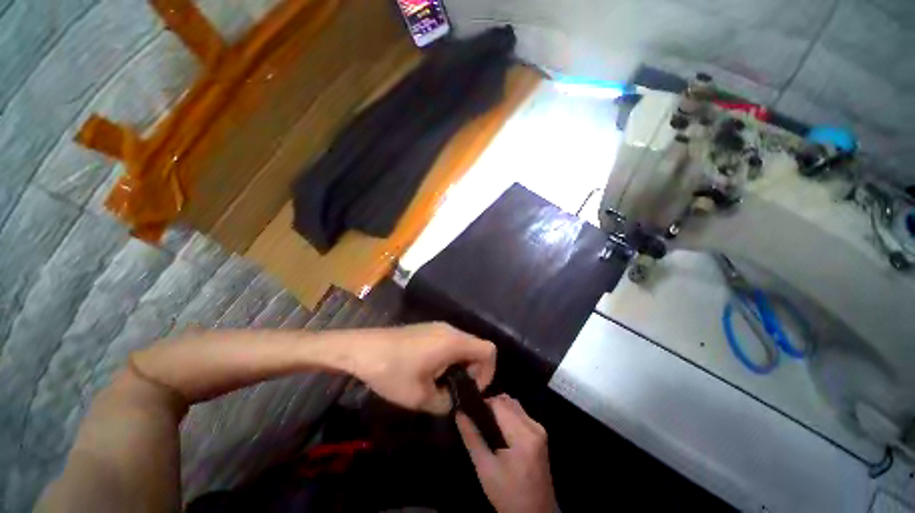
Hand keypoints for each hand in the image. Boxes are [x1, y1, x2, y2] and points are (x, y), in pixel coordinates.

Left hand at [349, 323, 495, 413]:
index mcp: (454, 342)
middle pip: (476, 347)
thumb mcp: (421, 397)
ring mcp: (438, 327)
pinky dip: (449, 357)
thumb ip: (446, 402)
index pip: (489, 350)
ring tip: (440, 384)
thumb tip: (454, 400)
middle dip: (472, 371)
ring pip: (462, 345)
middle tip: (454, 390)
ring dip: (459, 365)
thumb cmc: (392, 371)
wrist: (363, 349)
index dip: (488, 371)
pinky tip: (429, 371)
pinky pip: (449, 342)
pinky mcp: (428, 329)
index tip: (471, 389)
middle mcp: (450, 330)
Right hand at [456, 394, 558, 512]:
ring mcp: (539, 429)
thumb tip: (459, 413)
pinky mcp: (540, 434)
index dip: (483, 403)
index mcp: (523, 435)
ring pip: (514, 405)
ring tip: (485, 423)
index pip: (499, 404)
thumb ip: (472, 438)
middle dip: (490, 405)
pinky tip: (498, 429)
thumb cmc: (509, 495)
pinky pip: (520, 413)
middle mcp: (534, 426)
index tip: (469, 410)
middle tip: (475, 418)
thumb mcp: (485, 469)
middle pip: (507, 401)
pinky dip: (507, 414)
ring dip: (499, 408)